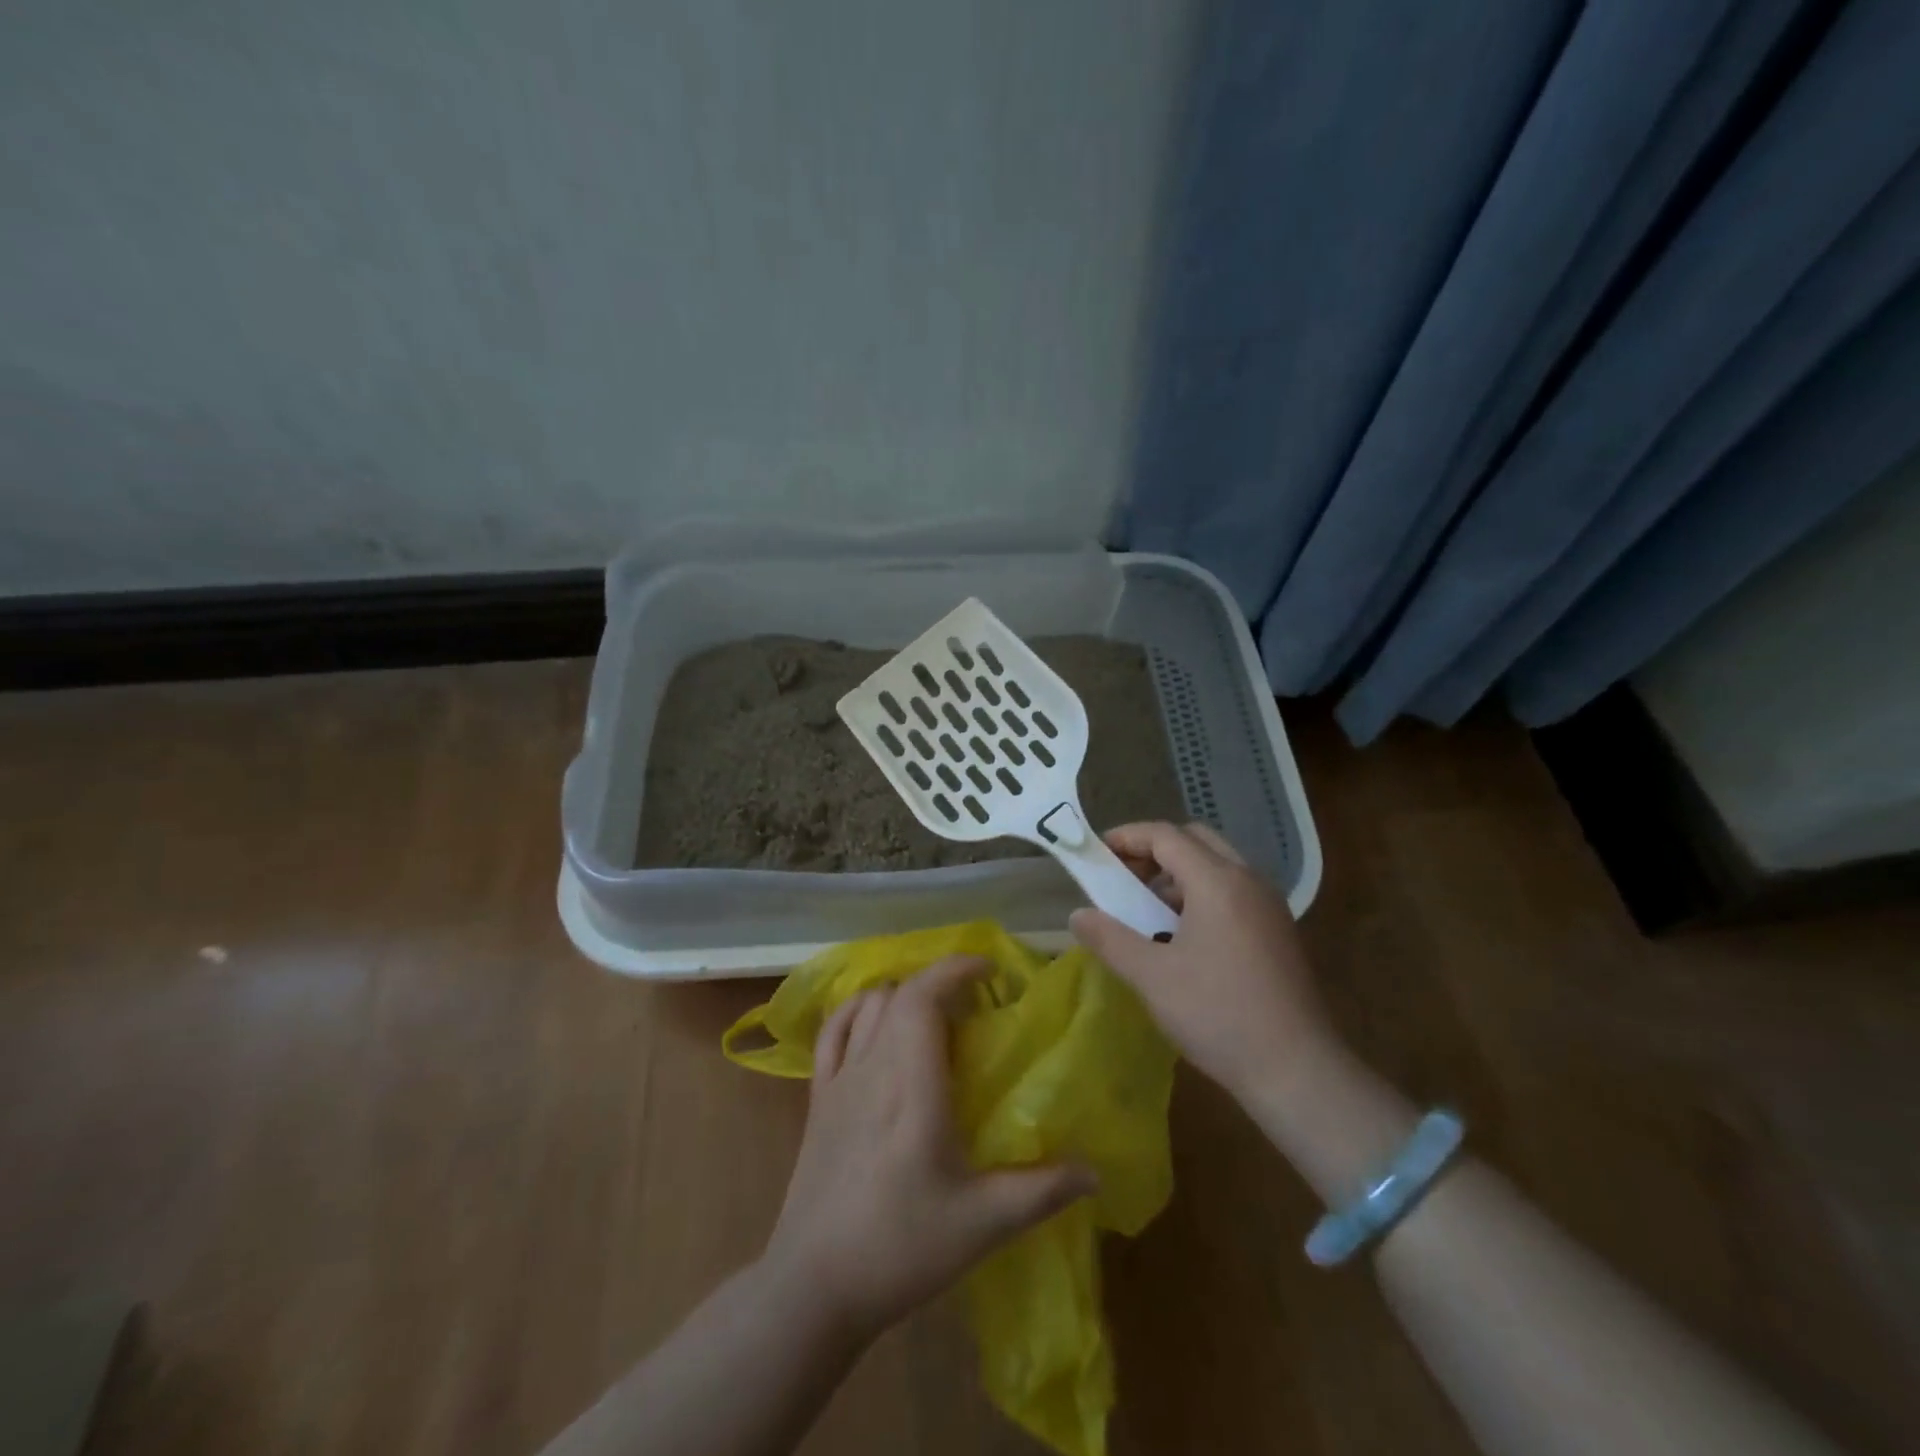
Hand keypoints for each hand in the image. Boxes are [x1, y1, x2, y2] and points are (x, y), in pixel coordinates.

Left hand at [761, 955, 1096, 1341]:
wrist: (814, 1286)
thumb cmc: (901, 1247)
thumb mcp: (982, 1224)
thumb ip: (1041, 1191)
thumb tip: (1095, 1172)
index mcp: (913, 1084)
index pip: (924, 997)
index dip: (955, 969)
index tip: (990, 969)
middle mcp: (873, 1067)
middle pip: (900, 993)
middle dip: (939, 982)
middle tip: (975, 1002)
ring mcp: (839, 1080)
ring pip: (868, 1005)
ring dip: (904, 994)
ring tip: (935, 1014)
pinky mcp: (817, 1099)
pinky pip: (832, 1032)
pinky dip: (856, 1010)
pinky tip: (876, 1023)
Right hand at [1068, 821, 1330, 1103]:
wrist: (1297, 1070)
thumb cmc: (1218, 1014)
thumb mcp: (1152, 977)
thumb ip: (1110, 938)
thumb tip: (1077, 915)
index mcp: (1218, 882)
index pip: (1166, 835)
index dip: (1127, 837)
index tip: (1097, 855)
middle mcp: (1248, 881)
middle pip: (1195, 840)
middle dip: (1154, 850)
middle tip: (1123, 878)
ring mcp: (1269, 905)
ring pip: (1217, 865)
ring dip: (1177, 874)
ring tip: (1147, 911)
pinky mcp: (1278, 930)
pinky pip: (1233, 891)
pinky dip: (1201, 894)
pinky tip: (1182, 936)